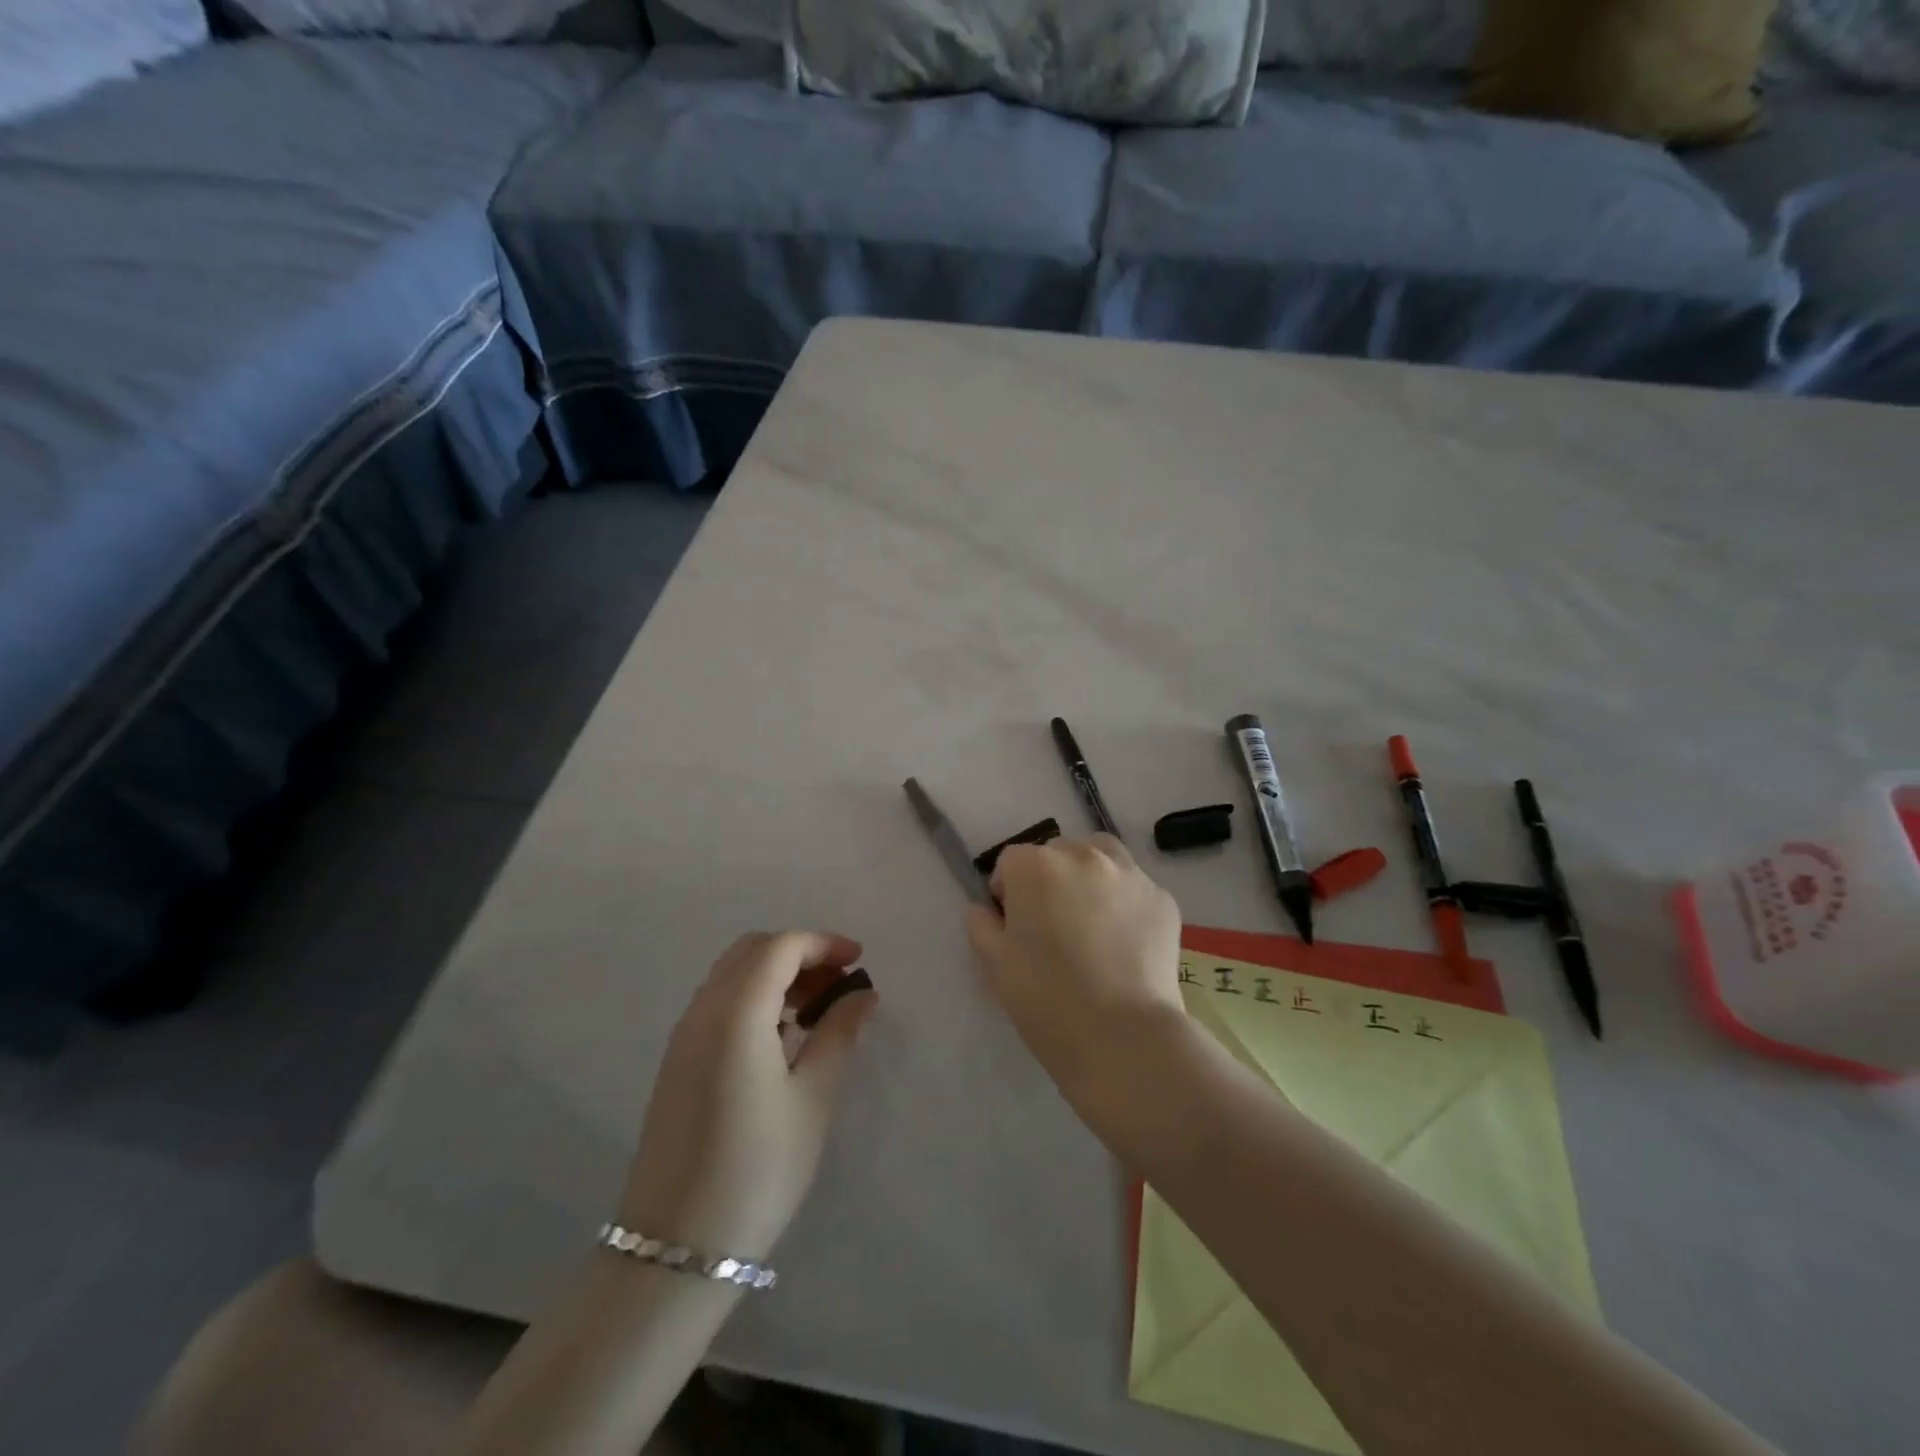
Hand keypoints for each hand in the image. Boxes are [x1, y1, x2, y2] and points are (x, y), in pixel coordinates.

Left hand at [618, 931, 876, 1263]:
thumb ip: (839, 1034)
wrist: (676, 1249)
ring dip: (776, 974)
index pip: (781, 947)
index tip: (859, 962)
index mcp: (736, 1012)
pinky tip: (781, 1037)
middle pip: (753, 951)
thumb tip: (861, 994)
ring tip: (816, 1010)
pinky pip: (718, 1003)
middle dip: (800, 954)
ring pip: (733, 975)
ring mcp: (683, 1036)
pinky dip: (754, 997)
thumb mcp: (814, 1098)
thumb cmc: (758, 1169)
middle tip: (839, 983)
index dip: (824, 943)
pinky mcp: (676, 1062)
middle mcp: (702, 1011)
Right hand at [966, 835, 1183, 1098]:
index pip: (1011, 862)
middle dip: (1049, 879)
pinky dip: (1124, 902)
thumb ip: (982, 925)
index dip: (1007, 891)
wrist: (1123, 1036)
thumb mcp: (994, 965)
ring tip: (1090, 919)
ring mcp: (1129, 874)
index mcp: (1036, 866)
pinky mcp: (1162, 899)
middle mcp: (1083, 856)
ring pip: (1101, 856)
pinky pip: (1134, 888)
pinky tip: (1123, 940)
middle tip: (1052, 925)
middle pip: (1057, 853)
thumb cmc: (1047, 999)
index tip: (1013, 925)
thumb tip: (986, 909)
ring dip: (1089, 876)